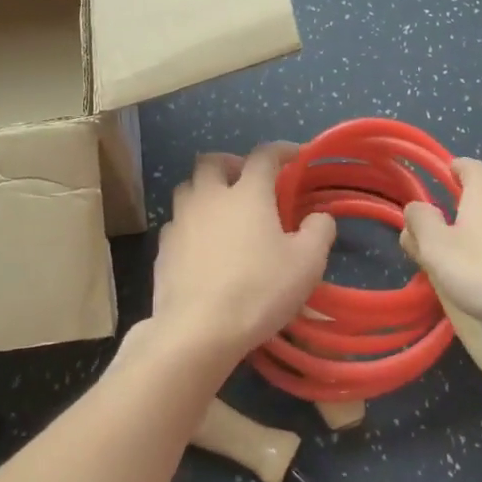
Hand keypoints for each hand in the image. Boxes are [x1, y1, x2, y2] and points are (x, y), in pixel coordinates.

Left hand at [151, 144, 336, 366]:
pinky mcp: (162, 250)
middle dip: (230, 162)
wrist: (198, 330)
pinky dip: (191, 224)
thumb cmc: (259, 290)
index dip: (281, 150)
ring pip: (187, 189)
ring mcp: (180, 222)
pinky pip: (176, 223)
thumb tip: (319, 216)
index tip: (295, 155)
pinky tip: (202, 246)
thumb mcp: (307, 263)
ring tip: (222, 211)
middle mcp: (209, 198)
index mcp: (247, 194)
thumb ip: (319, 231)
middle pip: (211, 161)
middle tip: (246, 180)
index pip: (263, 156)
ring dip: (205, 190)